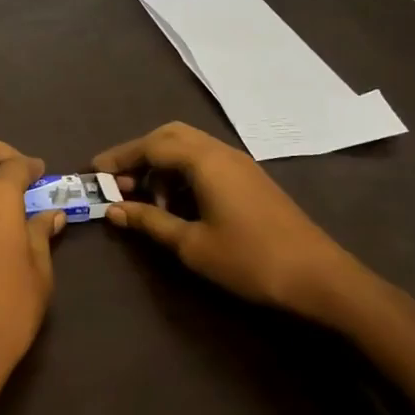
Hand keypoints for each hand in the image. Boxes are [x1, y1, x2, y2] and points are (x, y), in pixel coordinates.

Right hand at [93, 122, 372, 321]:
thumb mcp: (192, 244)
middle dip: (140, 154)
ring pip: (189, 147)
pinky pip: (206, 161)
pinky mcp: (250, 179)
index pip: (151, 145)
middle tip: (119, 182)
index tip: (93, 173)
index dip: (119, 158)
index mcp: (205, 161)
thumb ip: (150, 221)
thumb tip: (113, 209)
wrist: (321, 278)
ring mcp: (239, 164)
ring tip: (146, 199)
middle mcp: (221, 152)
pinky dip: (182, 173)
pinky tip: (178, 204)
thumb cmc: (250, 260)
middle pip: (170, 136)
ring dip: (162, 165)